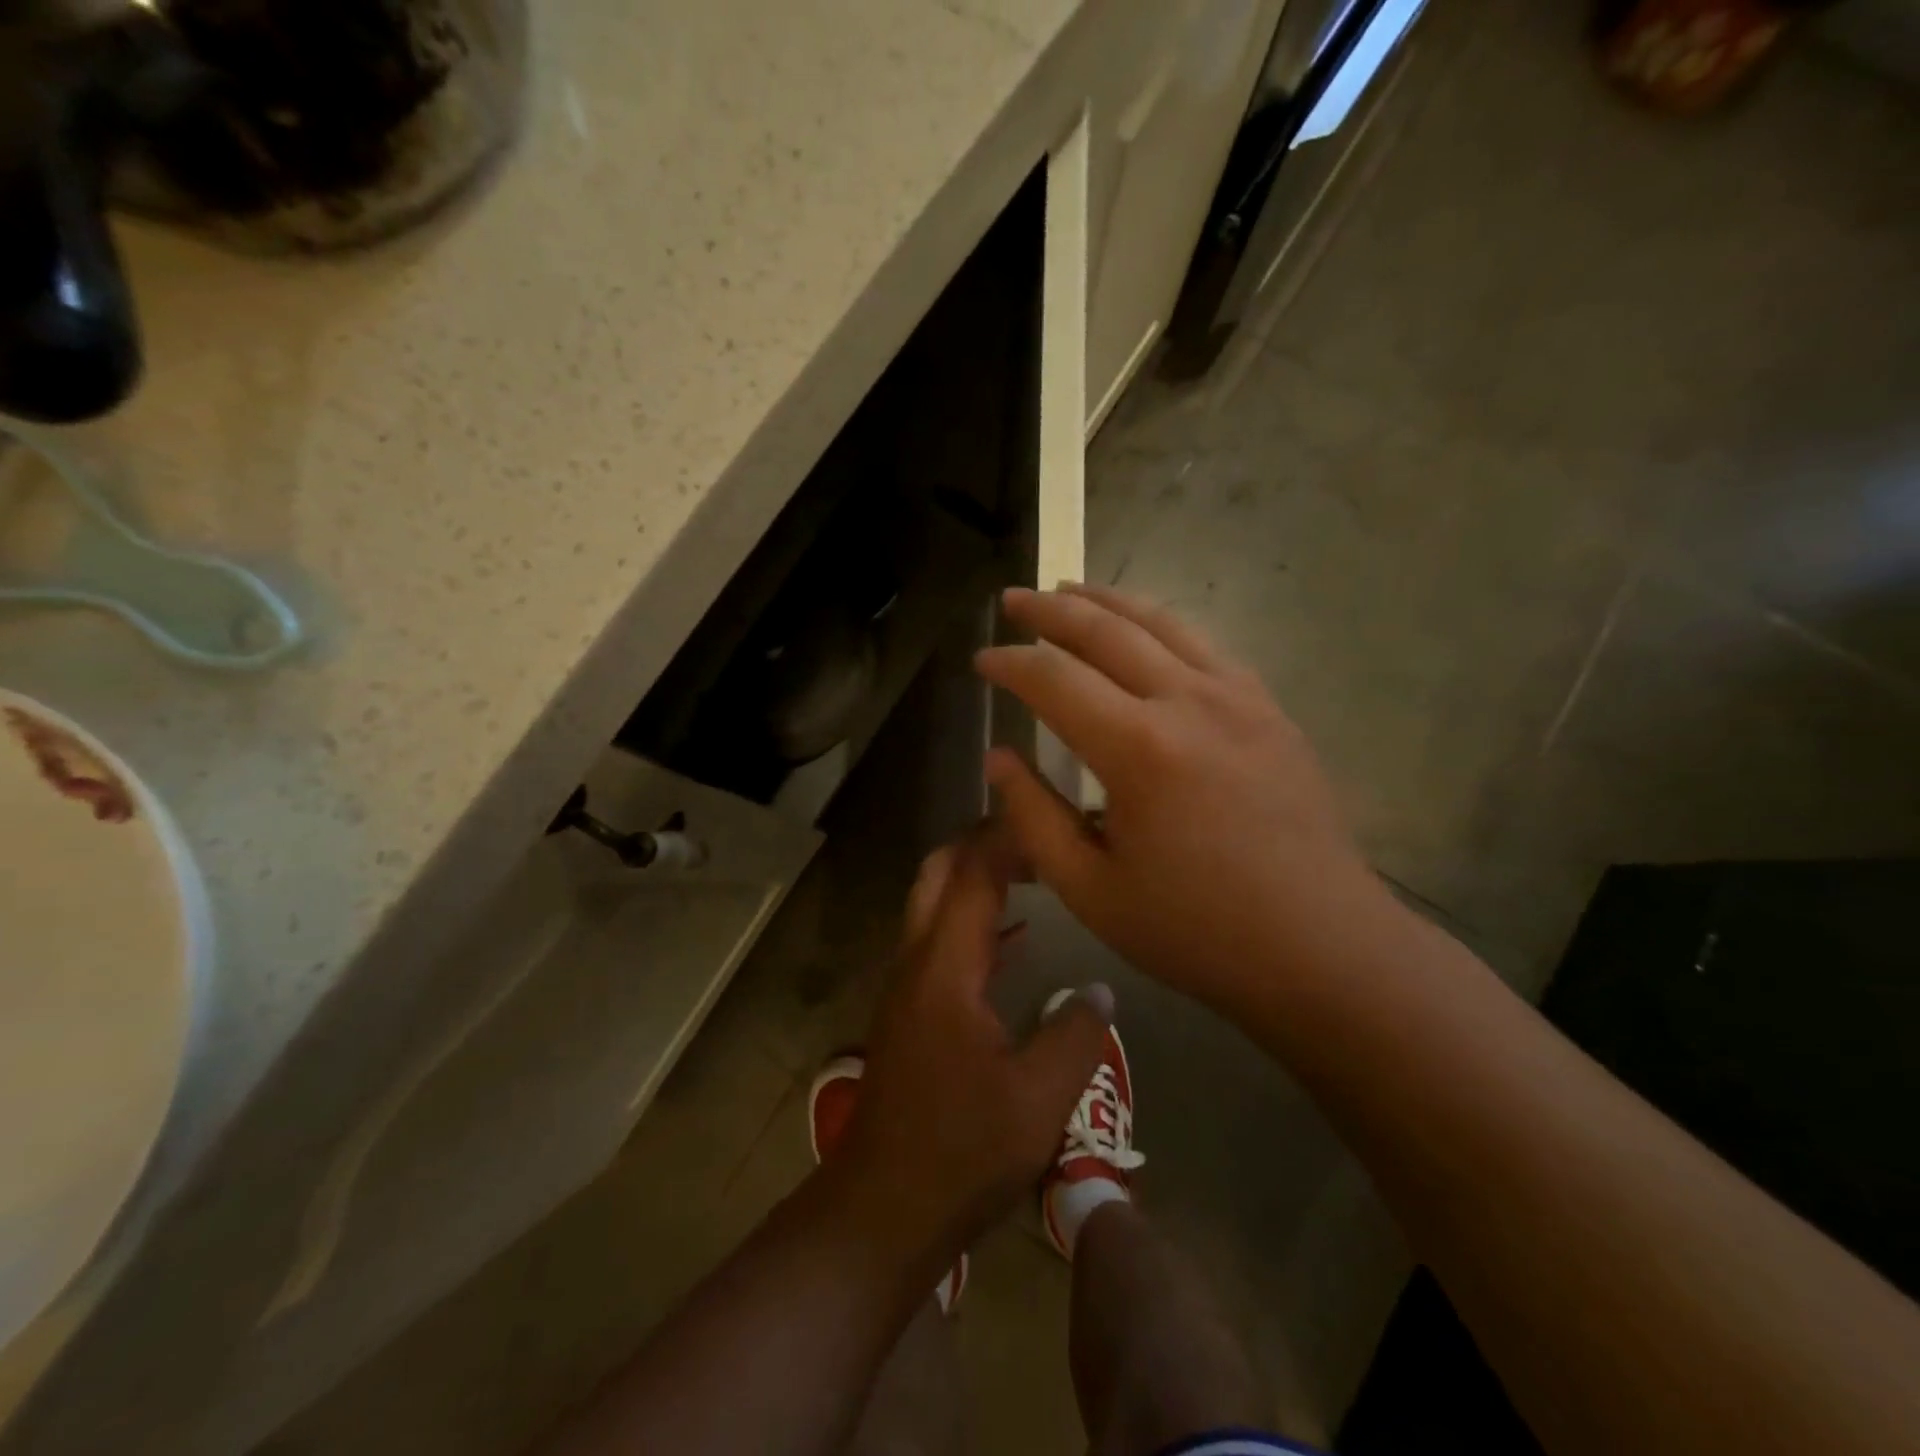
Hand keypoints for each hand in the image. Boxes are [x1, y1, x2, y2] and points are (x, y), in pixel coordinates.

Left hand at [835, 827, 1113, 1259]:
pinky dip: (971, 920)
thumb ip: (1076, 1034)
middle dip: (980, 843)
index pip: (973, 876)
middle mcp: (918, 962)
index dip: (1006, 838)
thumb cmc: (961, 1151)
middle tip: (1035, 837)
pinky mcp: (908, 1011)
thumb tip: (1100, 988)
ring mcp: (907, 986)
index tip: (1046, 815)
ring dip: (973, 878)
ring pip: (933, 904)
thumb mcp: (1039, 1100)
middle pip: (939, 873)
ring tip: (1030, 872)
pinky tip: (1012, 940)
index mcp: (945, 968)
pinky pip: (938, 941)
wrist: (882, 1207)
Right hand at [975, 584, 1394, 1014]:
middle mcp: (1188, 702)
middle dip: (1050, 610)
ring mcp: (1238, 697)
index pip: (1054, 679)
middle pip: (1106, 630)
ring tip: (1069, 590)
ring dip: (1107, 601)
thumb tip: (998, 758)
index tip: (981, 660)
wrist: (1321, 947)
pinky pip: (1205, 645)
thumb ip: (1035, 817)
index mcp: (1139, 748)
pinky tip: (1146, 632)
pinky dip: (1161, 625)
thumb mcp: (1091, 889)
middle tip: (1012, 599)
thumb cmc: (1196, 930)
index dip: (1010, 663)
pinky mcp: (1269, 709)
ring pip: (1161, 622)